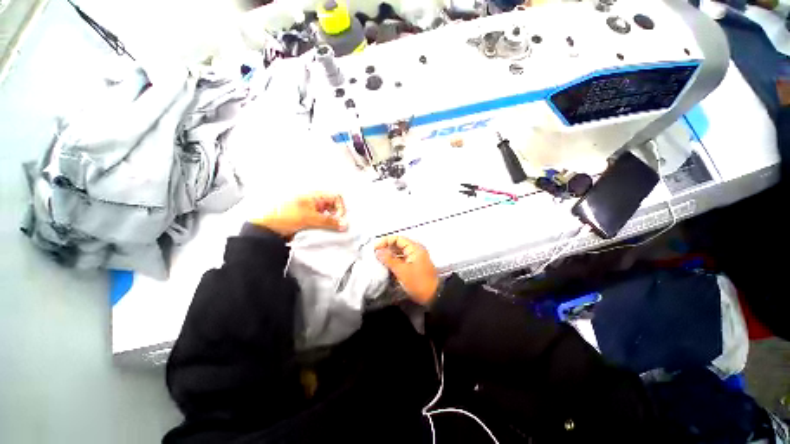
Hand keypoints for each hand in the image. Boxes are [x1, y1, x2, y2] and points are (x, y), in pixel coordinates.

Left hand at [253, 193, 347, 237]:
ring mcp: (311, 211)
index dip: (341, 207)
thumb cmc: (283, 216)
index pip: (336, 197)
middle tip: (336, 226)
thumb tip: (344, 224)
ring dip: (331, 222)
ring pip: (328, 215)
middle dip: (337, 216)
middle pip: (334, 206)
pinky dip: (325, 227)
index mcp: (315, 196)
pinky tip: (321, 232)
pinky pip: (322, 222)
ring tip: (327, 230)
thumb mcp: (309, 218)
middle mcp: (315, 201)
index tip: (340, 219)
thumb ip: (328, 221)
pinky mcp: (309, 220)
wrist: (267, 228)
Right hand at [375, 236, 438, 304]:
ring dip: (390, 255)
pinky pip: (402, 260)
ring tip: (379, 260)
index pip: (398, 239)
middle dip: (387, 248)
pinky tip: (387, 266)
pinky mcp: (414, 266)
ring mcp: (415, 258)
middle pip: (399, 245)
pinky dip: (394, 262)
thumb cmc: (418, 282)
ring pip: (400, 253)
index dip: (385, 241)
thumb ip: (389, 259)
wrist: (433, 296)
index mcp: (415, 248)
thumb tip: (378, 251)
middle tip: (375, 254)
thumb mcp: (402, 271)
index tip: (375, 248)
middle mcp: (416, 250)